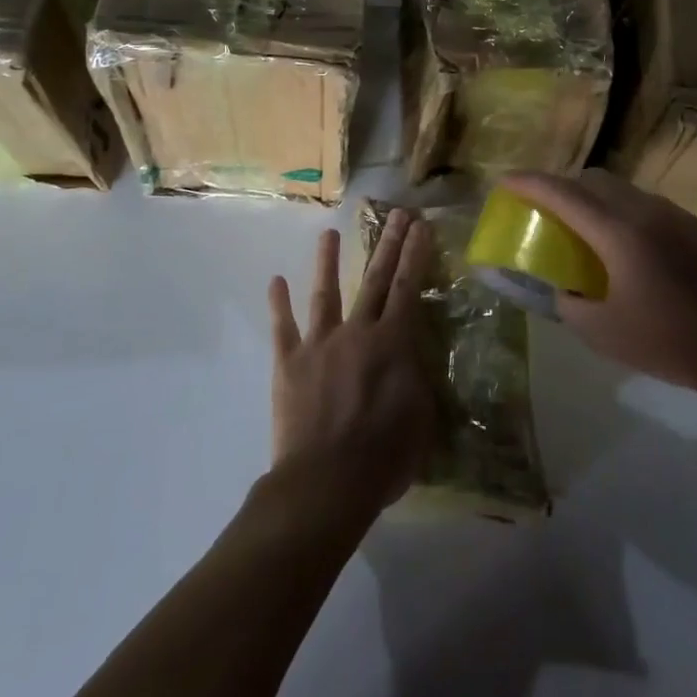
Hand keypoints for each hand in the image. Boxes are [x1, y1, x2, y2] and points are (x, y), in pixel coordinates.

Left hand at [267, 212, 436, 515]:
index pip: (408, 288)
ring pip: (326, 293)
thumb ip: (416, 377)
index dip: (416, 255)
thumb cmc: (383, 456)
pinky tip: (275, 280)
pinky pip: (283, 327)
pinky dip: (279, 303)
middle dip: (388, 245)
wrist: (325, 482)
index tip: (420, 225)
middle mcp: (357, 332)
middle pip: (375, 280)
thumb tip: (412, 355)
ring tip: (328, 233)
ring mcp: (319, 344)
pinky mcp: (289, 362)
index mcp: (392, 343)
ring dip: (328, 261)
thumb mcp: (420, 416)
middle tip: (396, 214)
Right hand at [502, 170, 696, 407]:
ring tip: (581, 226)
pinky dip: (619, 209)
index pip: (564, 194)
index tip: (505, 180)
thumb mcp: (603, 333)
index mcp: (619, 233)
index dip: (530, 183)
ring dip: (593, 197)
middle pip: (593, 180)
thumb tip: (561, 288)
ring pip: (621, 188)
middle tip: (542, 207)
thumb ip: (568, 303)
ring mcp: (675, 214)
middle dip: (561, 185)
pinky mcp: (694, 226)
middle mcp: (646, 211)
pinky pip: (644, 203)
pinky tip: (622, 243)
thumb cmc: (669, 343)